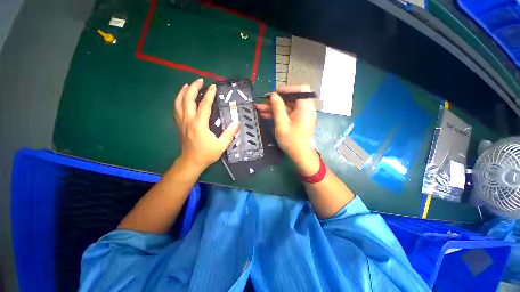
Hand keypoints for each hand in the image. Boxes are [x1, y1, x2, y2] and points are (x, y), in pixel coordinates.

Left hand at [174, 78, 238, 170]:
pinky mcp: (180, 125)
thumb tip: (237, 123)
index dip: (209, 95)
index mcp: (199, 125)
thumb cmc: (206, 154)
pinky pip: (177, 109)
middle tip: (200, 80)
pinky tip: (182, 98)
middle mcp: (189, 121)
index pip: (204, 105)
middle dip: (193, 88)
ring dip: (183, 92)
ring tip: (188, 85)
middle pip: (187, 100)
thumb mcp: (221, 145)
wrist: (191, 162)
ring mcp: (182, 122)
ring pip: (178, 103)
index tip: (213, 87)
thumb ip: (229, 133)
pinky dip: (178, 101)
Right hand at [255, 84, 319, 174]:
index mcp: (305, 106)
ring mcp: (301, 116)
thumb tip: (273, 95)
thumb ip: (277, 107)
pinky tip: (265, 114)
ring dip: (273, 108)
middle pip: (290, 99)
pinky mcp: (297, 122)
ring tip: (259, 108)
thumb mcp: (281, 122)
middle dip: (275, 100)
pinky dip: (277, 114)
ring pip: (286, 107)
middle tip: (262, 102)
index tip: (276, 93)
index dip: (288, 88)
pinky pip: (287, 114)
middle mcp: (305, 109)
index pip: (300, 89)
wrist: (300, 155)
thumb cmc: (292, 139)